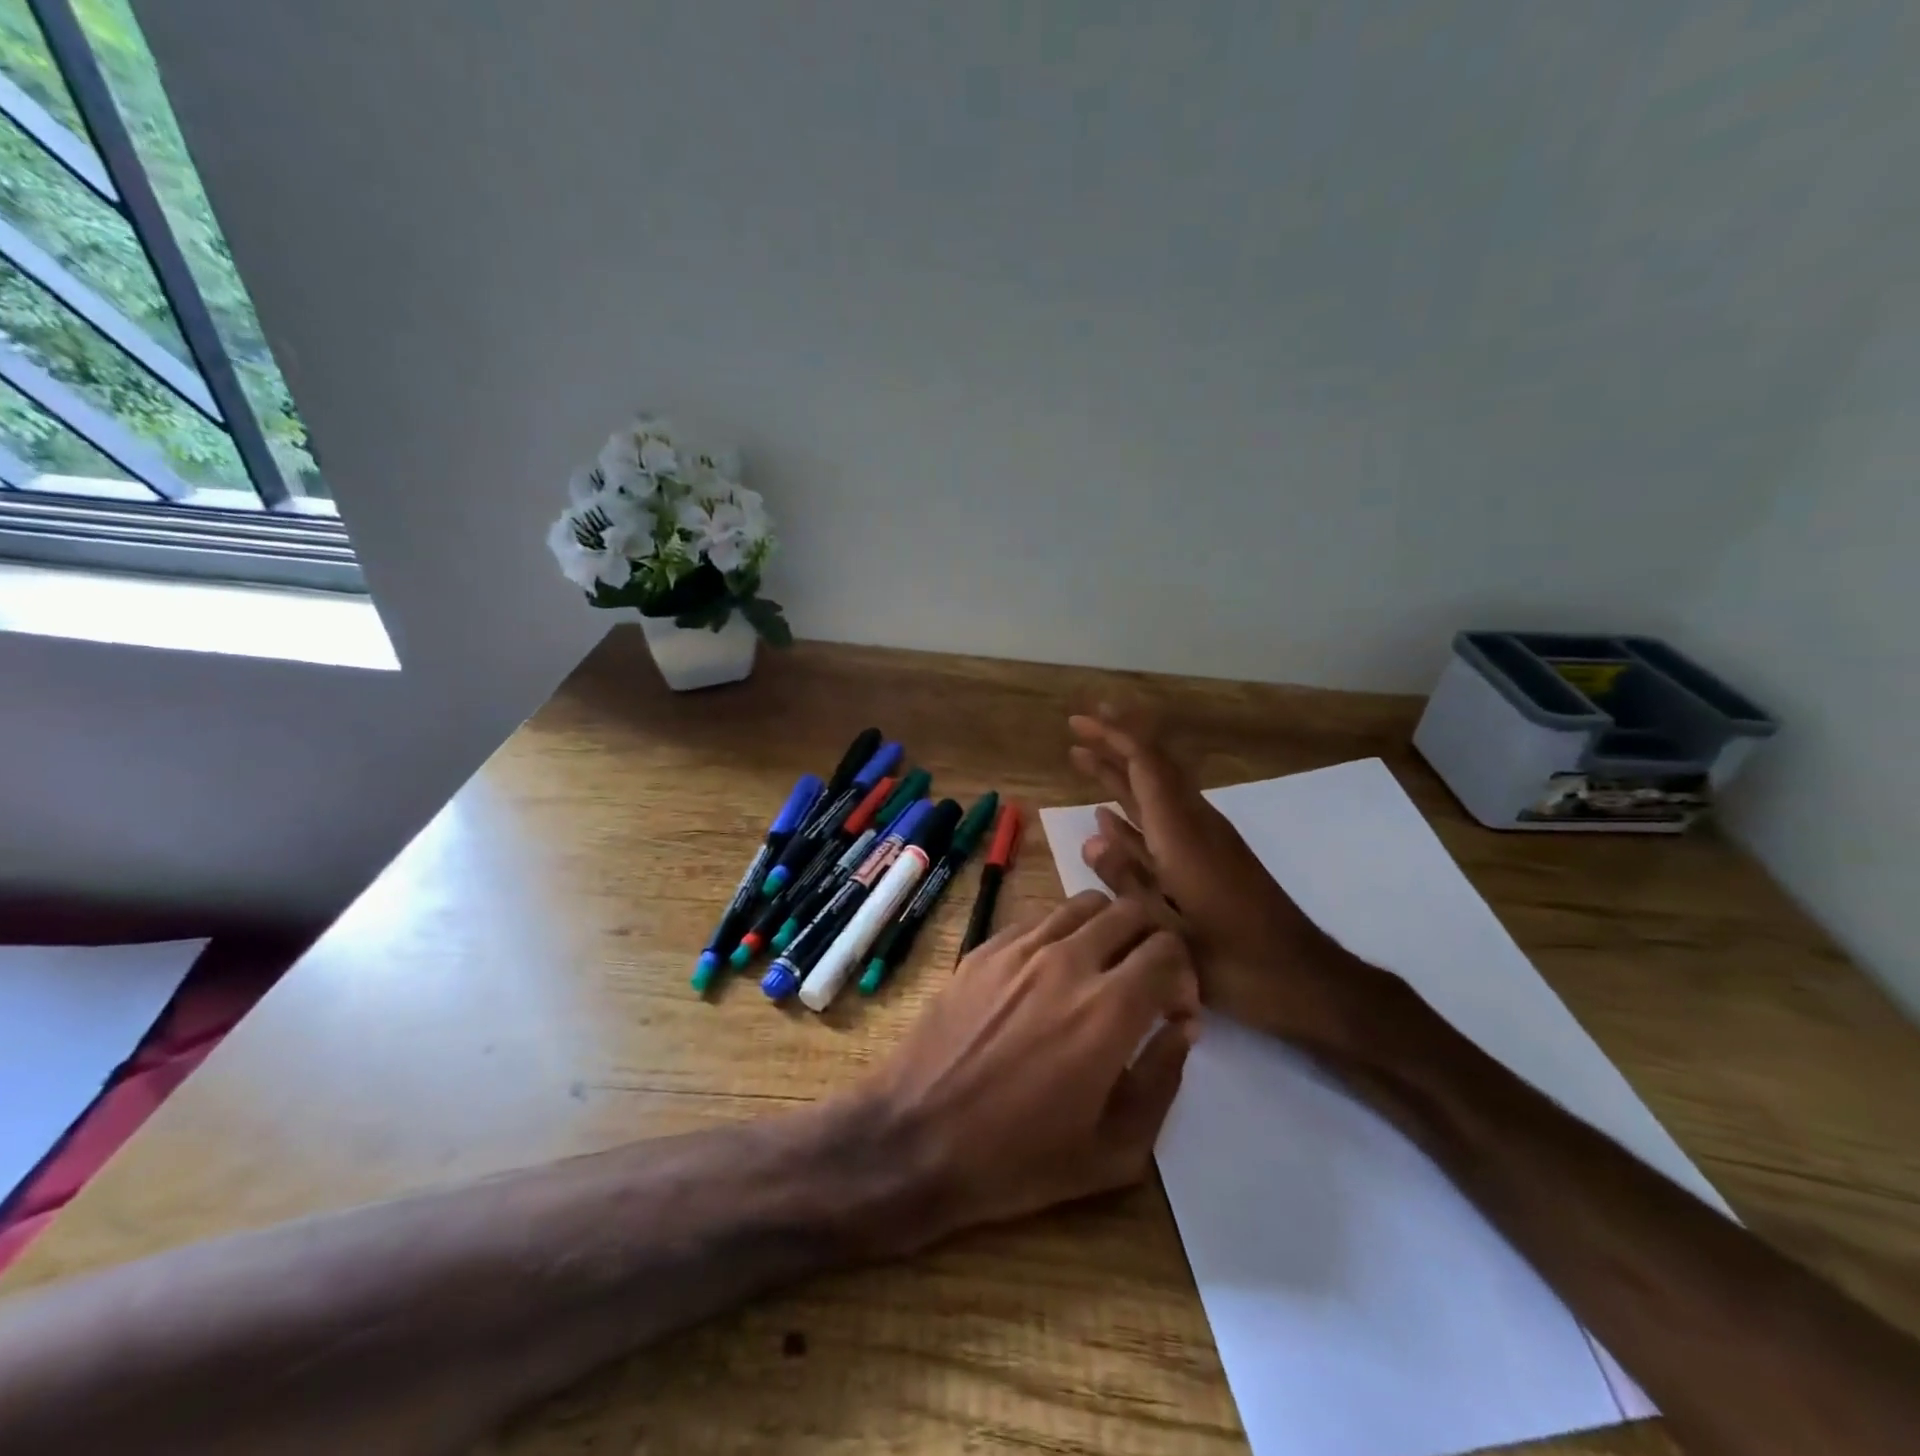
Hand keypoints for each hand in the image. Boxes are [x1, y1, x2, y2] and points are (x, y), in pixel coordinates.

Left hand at [864, 892, 1199, 1246]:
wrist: (914, 1138)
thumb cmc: (1018, 1160)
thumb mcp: (1114, 1152)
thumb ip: (1162, 1081)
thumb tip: (1180, 1028)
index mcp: (1108, 1009)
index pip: (1168, 951)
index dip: (1184, 977)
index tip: (1174, 1011)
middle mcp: (1067, 961)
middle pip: (1131, 911)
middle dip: (1152, 940)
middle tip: (1146, 980)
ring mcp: (1019, 948)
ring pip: (1083, 905)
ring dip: (1107, 929)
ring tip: (1100, 970)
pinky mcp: (983, 949)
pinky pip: (1038, 920)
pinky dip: (1060, 936)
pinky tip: (1048, 976)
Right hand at [1067, 704, 1375, 1051]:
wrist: (1303, 981)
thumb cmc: (1237, 962)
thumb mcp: (1171, 931)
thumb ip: (1129, 881)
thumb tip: (1091, 837)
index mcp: (1184, 836)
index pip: (1147, 766)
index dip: (1115, 737)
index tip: (1082, 721)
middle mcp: (1195, 826)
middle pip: (1152, 770)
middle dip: (1115, 743)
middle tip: (1078, 725)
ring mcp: (1203, 843)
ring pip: (1155, 795)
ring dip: (1120, 774)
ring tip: (1083, 758)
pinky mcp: (1208, 861)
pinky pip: (1163, 823)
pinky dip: (1134, 813)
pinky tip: (1108, 816)